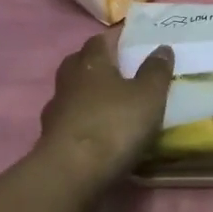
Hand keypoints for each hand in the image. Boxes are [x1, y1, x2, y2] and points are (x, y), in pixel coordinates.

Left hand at [35, 34, 173, 189]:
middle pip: (81, 62)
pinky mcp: (50, 136)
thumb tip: (162, 48)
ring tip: (111, 102)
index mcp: (91, 62)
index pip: (101, 39)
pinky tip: (97, 130)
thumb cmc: (114, 124)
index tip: (133, 41)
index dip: (117, 38)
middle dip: (99, 63)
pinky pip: (70, 119)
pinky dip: (83, 119)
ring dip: (89, 93)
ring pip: (73, 91)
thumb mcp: (148, 96)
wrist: (72, 172)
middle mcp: (69, 79)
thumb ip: (156, 70)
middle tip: (121, 69)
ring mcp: (56, 109)